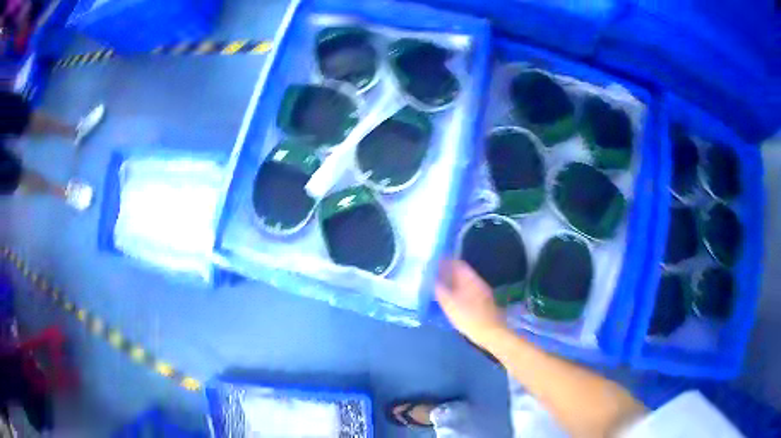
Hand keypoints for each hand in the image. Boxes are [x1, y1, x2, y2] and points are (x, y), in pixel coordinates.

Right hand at [435, 260, 507, 347]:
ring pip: (463, 283)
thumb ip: (440, 291)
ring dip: (451, 282)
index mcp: (472, 280)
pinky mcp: (481, 303)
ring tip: (437, 287)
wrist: (491, 334)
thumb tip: (432, 279)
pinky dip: (456, 291)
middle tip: (432, 276)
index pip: (458, 264)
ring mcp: (481, 293)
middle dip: (447, 273)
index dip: (445, 262)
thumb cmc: (470, 318)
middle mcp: (477, 283)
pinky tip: (449, 298)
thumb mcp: (451, 305)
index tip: (433, 263)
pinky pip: (466, 291)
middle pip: (461, 273)